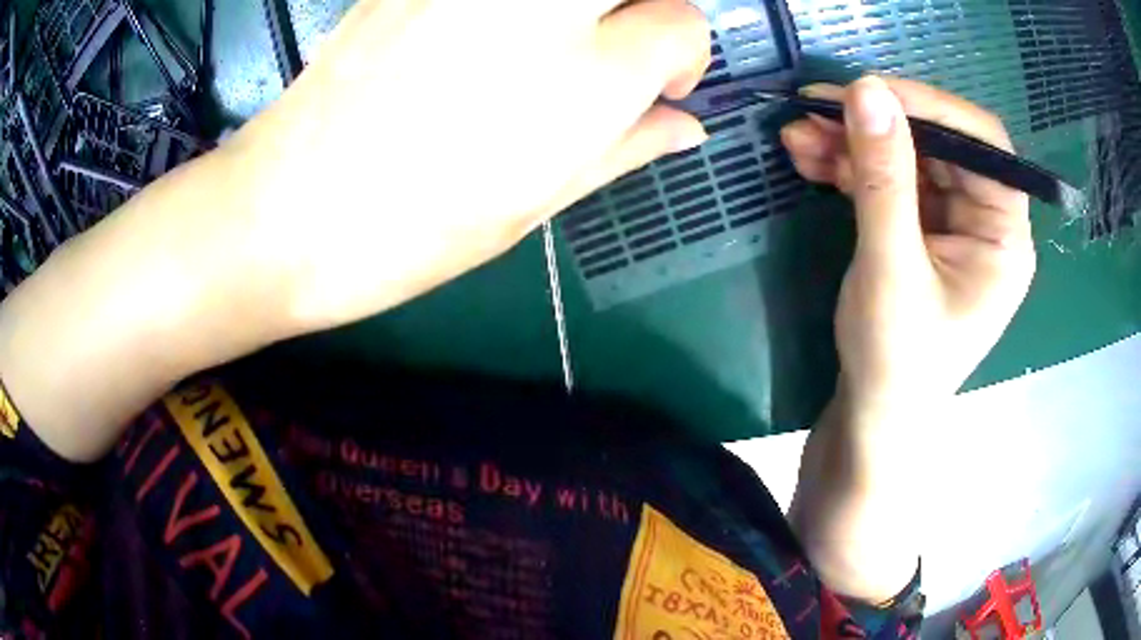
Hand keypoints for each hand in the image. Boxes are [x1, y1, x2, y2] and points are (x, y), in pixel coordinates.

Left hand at [224, 0, 710, 330]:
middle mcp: (541, 5)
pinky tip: (482, 33)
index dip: (683, 57)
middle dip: (644, 6)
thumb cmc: (417, 228)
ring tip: (549, 39)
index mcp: (588, 76)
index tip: (661, 85)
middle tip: (619, 42)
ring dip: (578, 8)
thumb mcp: (538, 202)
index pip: (683, 23)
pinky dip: (508, 7)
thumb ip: (627, 145)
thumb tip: (686, 124)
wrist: (290, 209)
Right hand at [780, 77, 1035, 417]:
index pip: (982, 145)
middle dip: (877, 124)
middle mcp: (985, 221)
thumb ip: (883, 178)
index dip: (930, 108)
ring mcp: (952, 224)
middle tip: (815, 109)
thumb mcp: (891, 269)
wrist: (872, 416)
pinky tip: (811, 158)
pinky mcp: (921, 229)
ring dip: (853, 141)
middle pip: (939, 144)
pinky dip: (850, 165)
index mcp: (1004, 236)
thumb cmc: (895, 362)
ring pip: (908, 156)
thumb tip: (865, 90)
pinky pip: (890, 180)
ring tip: (798, 135)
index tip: (867, 92)